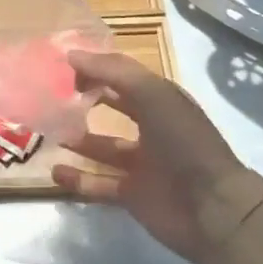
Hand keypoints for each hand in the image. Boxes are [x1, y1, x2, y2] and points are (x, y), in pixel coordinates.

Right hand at [53, 51, 262, 263]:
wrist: (215, 209)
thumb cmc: (184, 141)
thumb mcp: (152, 94)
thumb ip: (112, 71)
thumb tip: (71, 55)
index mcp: (160, 100)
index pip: (123, 76)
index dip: (96, 68)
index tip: (62, 66)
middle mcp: (151, 127)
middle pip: (113, 107)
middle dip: (85, 99)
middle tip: (51, 95)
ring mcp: (142, 163)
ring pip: (102, 147)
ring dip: (77, 139)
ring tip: (47, 131)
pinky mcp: (133, 194)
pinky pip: (99, 183)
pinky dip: (78, 180)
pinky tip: (55, 172)